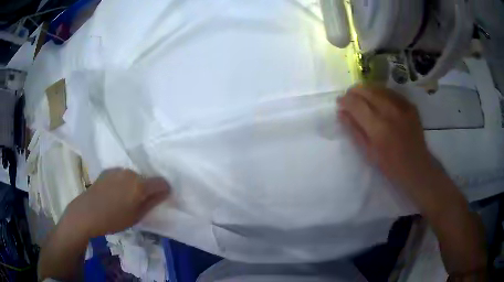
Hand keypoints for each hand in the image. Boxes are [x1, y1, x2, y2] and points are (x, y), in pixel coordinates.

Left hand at [65, 168, 169, 237]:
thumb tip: (164, 192)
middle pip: (146, 179)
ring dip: (134, 185)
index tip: (160, 199)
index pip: (161, 182)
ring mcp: (118, 170)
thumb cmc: (114, 219)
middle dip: (146, 189)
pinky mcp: (108, 170)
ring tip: (124, 199)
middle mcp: (131, 173)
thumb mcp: (136, 216)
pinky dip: (122, 182)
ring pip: (133, 177)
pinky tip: (113, 193)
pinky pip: (122, 175)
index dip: (164, 190)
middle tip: (138, 203)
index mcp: (140, 185)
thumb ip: (152, 203)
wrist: (87, 212)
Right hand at [337, 84, 435, 192]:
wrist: (417, 168)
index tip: (339, 102)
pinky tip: (378, 99)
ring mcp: (402, 107)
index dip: (345, 100)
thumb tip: (341, 113)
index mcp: (378, 128)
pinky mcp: (410, 105)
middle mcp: (390, 112)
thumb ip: (354, 130)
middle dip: (354, 92)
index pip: (356, 104)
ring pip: (379, 88)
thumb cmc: (390, 166)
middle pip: (367, 91)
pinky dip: (381, 93)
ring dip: (366, 90)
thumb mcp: (368, 153)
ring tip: (361, 97)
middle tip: (348, 97)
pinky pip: (391, 93)